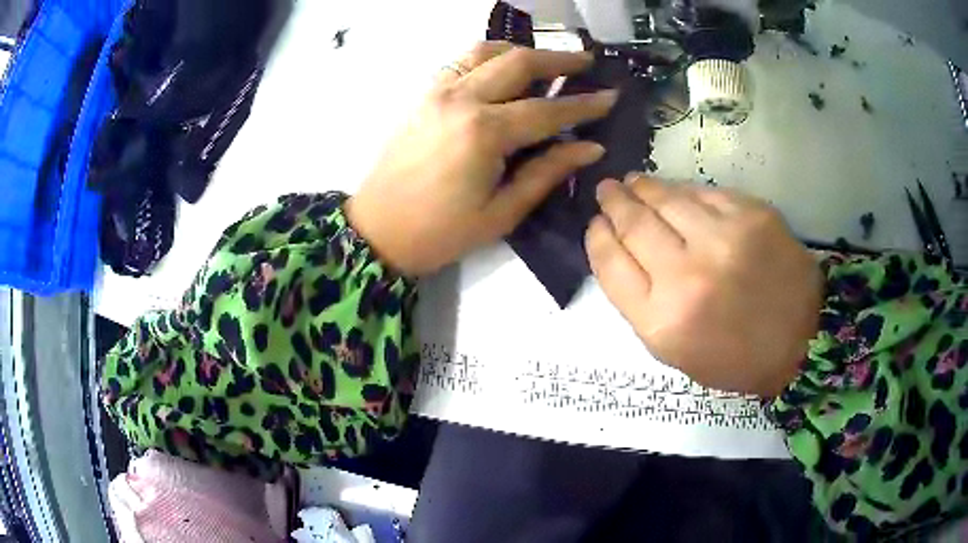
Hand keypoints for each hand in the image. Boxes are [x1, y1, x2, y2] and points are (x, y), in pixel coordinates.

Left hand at [346, 42, 617, 275]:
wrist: (377, 230)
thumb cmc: (441, 232)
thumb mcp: (502, 212)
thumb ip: (547, 172)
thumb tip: (590, 147)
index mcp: (484, 132)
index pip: (548, 109)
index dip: (585, 104)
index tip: (612, 95)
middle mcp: (462, 99)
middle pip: (519, 63)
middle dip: (560, 60)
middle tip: (588, 63)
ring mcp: (438, 91)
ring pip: (487, 51)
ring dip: (523, 50)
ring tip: (548, 61)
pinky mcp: (424, 94)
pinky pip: (460, 60)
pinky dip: (488, 55)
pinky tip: (503, 66)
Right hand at [587, 174, 822, 396]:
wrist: (801, 340)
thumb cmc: (734, 357)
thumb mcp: (674, 351)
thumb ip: (640, 302)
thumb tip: (620, 248)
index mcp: (662, 321)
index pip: (611, 264)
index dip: (598, 237)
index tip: (596, 224)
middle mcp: (688, 277)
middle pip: (634, 225)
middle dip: (614, 203)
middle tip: (607, 190)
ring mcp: (723, 240)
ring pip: (667, 199)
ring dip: (644, 187)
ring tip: (634, 182)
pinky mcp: (752, 215)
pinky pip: (705, 192)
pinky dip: (684, 190)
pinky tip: (677, 192)